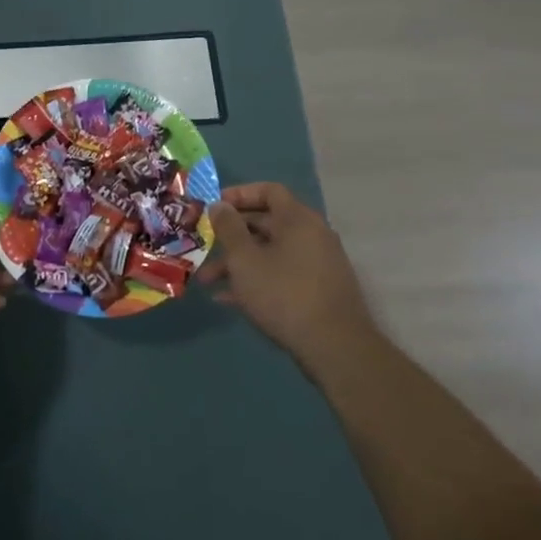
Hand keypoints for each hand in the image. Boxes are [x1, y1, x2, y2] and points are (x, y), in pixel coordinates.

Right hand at [198, 182, 379, 379]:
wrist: (335, 348)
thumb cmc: (284, 294)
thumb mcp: (245, 259)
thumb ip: (228, 228)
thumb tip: (219, 205)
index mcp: (298, 219)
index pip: (268, 191)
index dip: (239, 194)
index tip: (214, 206)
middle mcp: (312, 235)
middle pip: (267, 223)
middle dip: (231, 235)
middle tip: (204, 245)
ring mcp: (317, 264)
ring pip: (270, 253)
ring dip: (238, 263)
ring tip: (208, 281)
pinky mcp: (318, 290)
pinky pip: (281, 274)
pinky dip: (256, 280)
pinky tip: (229, 300)